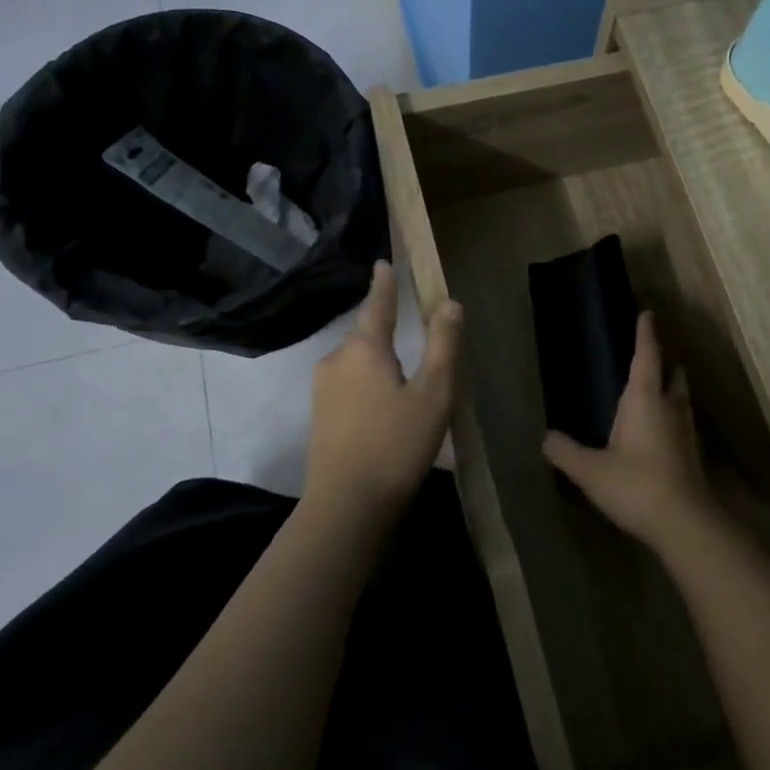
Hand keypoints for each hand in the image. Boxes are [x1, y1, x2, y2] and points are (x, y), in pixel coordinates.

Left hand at [304, 261, 461, 520]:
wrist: (346, 506)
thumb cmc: (396, 444)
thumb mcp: (434, 393)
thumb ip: (443, 344)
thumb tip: (449, 303)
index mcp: (364, 348)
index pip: (377, 304)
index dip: (384, 283)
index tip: (383, 262)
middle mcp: (336, 359)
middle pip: (366, 334)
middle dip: (386, 329)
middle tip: (414, 336)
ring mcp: (322, 388)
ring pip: (356, 361)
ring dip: (377, 361)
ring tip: (405, 378)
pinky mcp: (319, 415)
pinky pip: (348, 383)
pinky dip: (367, 382)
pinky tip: (384, 405)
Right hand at [542, 313, 714, 547]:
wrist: (684, 523)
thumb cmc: (635, 485)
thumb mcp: (590, 471)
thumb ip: (566, 452)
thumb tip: (546, 438)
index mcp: (645, 400)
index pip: (646, 356)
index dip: (646, 334)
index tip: (647, 313)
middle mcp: (670, 408)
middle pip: (673, 376)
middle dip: (666, 364)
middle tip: (655, 358)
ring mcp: (685, 433)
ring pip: (682, 401)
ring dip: (673, 391)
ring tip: (660, 392)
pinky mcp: (692, 456)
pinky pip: (682, 425)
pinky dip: (673, 419)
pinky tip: (662, 434)